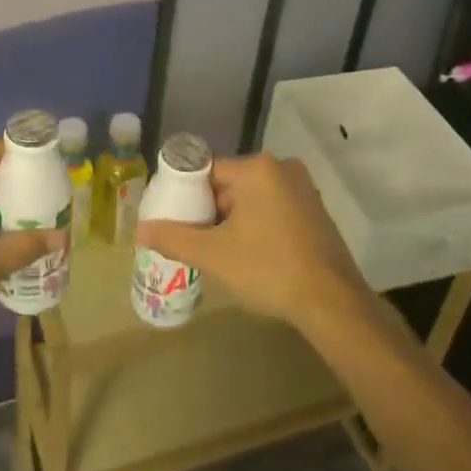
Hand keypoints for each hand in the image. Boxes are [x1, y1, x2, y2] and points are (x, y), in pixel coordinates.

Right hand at [135, 153, 368, 334]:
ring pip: (252, 198)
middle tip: (196, 241)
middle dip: (210, 210)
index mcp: (257, 168)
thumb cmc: (268, 269)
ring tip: (219, 252)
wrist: (331, 302)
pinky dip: (257, 225)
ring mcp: (303, 189)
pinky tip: (250, 255)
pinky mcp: (314, 211)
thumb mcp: (213, 254)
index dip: (186, 195)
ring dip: (233, 220)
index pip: (207, 170)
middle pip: (230, 184)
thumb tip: (139, 230)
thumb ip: (173, 237)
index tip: (175, 220)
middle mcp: (282, 168)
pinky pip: (273, 209)